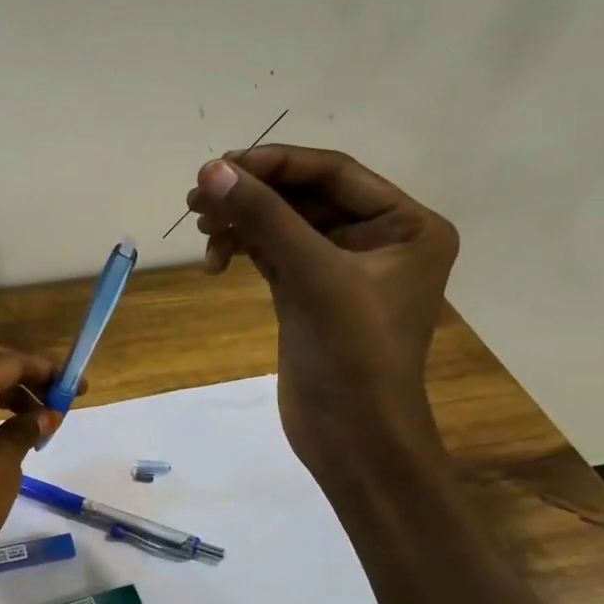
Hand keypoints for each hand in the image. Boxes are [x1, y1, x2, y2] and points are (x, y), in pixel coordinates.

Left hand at [0, 344, 61, 603]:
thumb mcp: (1, 471)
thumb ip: (23, 433)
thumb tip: (44, 413)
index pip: (8, 362)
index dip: (46, 370)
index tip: (76, 388)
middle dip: (23, 374)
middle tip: (55, 398)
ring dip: (4, 392)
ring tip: (38, 420)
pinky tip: (5, 434)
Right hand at [185, 145, 458, 479]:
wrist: (353, 440)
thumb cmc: (353, 354)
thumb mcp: (312, 275)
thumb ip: (264, 217)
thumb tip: (212, 170)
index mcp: (406, 225)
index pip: (334, 173)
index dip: (275, 164)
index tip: (220, 167)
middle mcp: (378, 239)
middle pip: (304, 197)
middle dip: (252, 196)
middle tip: (197, 198)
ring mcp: (341, 269)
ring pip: (283, 225)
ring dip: (242, 223)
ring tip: (201, 230)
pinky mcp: (309, 295)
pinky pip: (272, 254)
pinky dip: (243, 250)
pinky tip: (215, 262)